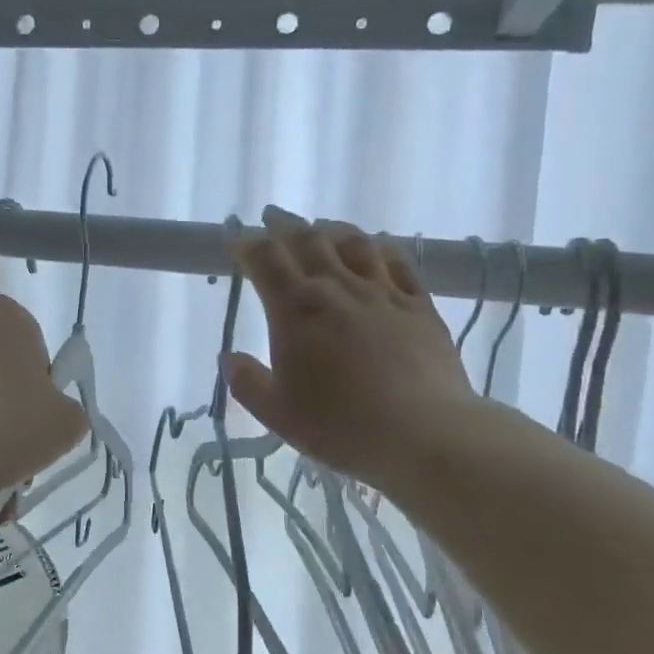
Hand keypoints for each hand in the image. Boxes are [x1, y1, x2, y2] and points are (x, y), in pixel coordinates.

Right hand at [226, 207, 478, 490]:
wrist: (423, 433)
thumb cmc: (340, 425)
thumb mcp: (277, 413)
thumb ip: (247, 382)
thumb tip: (230, 359)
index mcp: (296, 310)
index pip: (265, 260)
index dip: (247, 245)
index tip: (236, 242)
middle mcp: (337, 289)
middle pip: (307, 240)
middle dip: (284, 226)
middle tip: (272, 220)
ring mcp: (382, 293)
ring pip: (353, 243)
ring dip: (331, 229)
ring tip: (320, 228)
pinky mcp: (419, 306)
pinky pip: (398, 263)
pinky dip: (381, 248)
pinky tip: (377, 248)